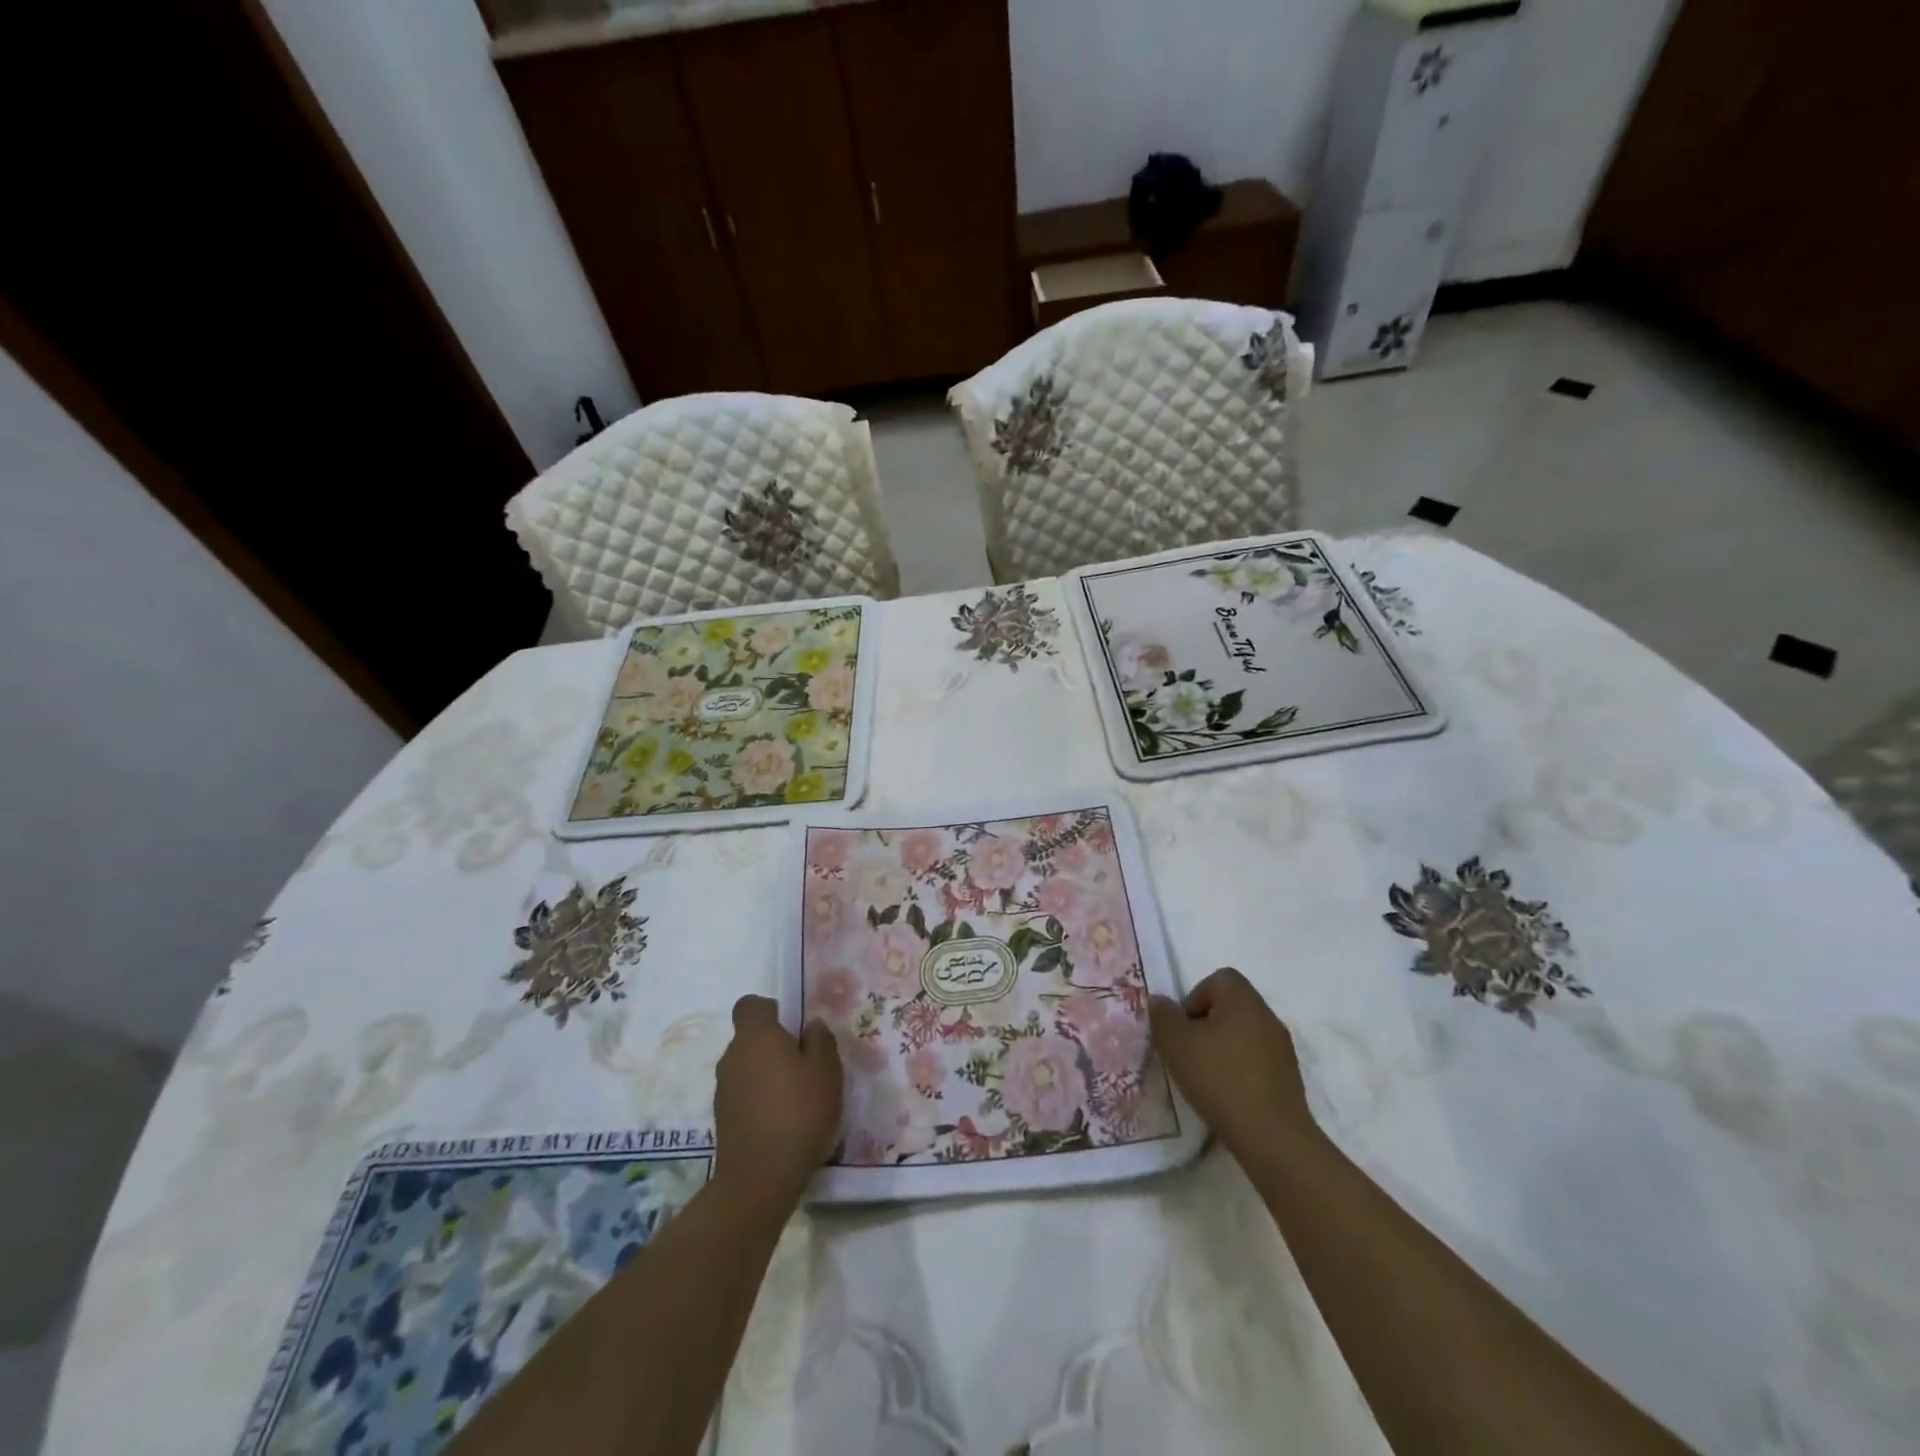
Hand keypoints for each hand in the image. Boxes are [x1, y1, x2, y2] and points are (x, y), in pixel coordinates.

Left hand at [714, 996, 842, 1206]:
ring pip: (748, 1067)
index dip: (771, 1010)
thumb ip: (820, 1040)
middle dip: (775, 1045)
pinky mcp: (722, 1119)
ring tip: (798, 1097)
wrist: (759, 1178)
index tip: (794, 1028)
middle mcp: (732, 1056)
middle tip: (806, 1065)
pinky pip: (744, 1094)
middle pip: (751, 1037)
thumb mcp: (826, 1070)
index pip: (750, 1005)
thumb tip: (811, 1026)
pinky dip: (760, 1099)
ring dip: (768, 1074)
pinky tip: (783, 1121)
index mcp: (755, 1036)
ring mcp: (723, 1089)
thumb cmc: (798, 1111)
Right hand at [1149, 967, 1316, 1157]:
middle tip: (1189, 1052)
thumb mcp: (1175, 1044)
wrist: (1272, 1137)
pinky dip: (1240, 1070)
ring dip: (1223, 1048)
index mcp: (1243, 1000)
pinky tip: (1227, 1095)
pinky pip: (1257, 1061)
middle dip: (1206, 1024)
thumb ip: (1163, 1016)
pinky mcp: (1289, 1078)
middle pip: (1231, 1006)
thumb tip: (1160, 1001)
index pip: (1220, 978)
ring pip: (1244, 1035)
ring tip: (1206, 1077)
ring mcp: (1282, 1048)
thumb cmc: (1219, 1078)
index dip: (1195, 996)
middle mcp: (1267, 1016)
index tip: (1183, 1027)